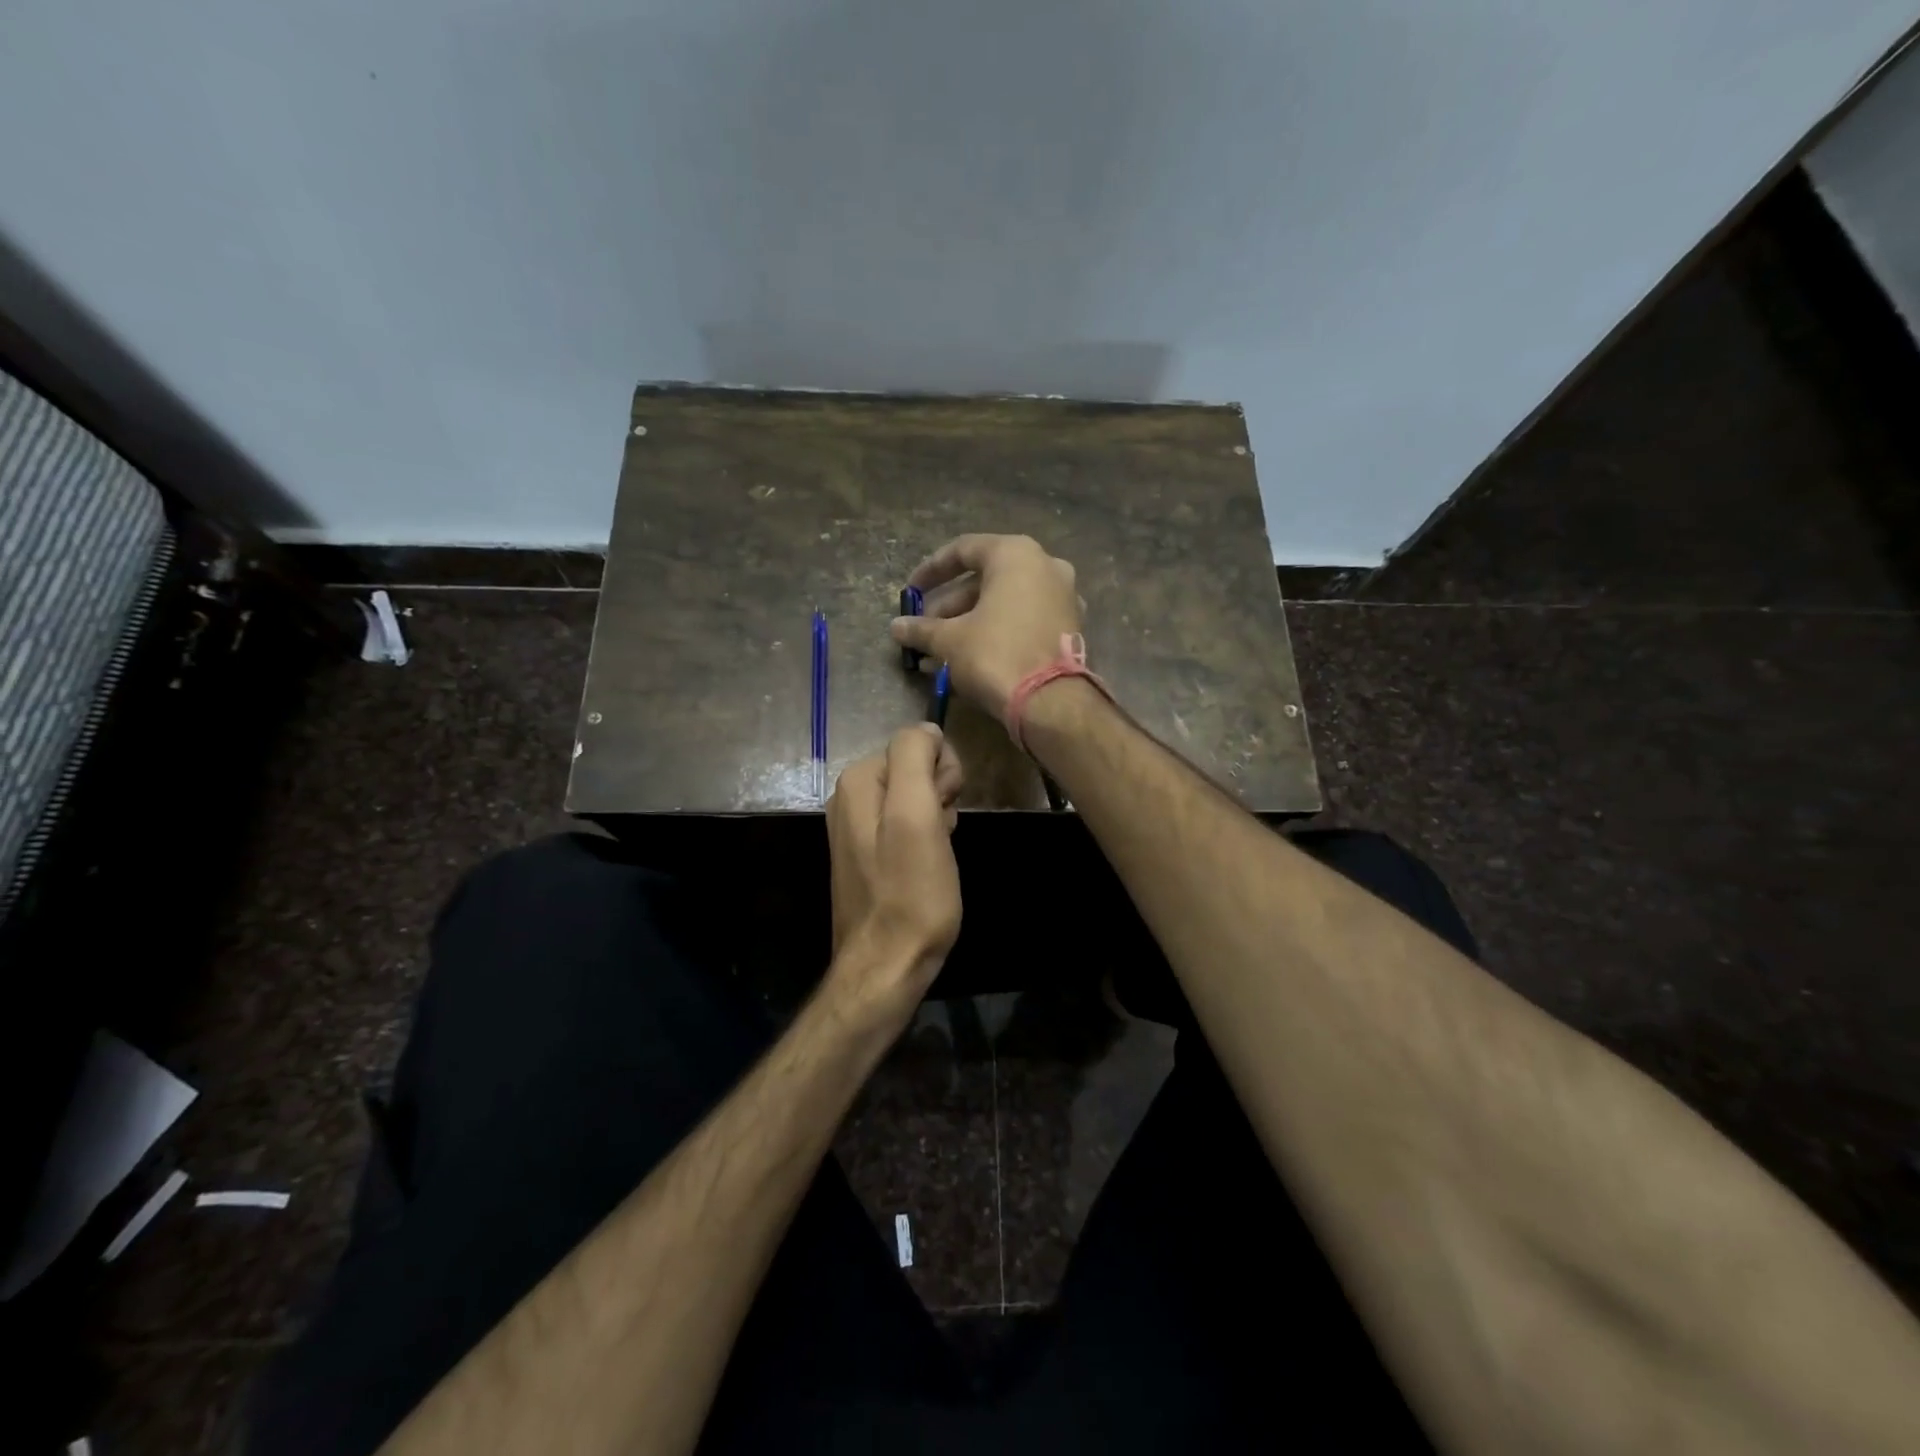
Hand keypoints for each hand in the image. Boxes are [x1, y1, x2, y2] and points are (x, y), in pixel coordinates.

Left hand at [826, 724, 964, 1010]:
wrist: (888, 964)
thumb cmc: (911, 892)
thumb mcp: (918, 816)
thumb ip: (916, 759)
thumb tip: (927, 729)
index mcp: (858, 781)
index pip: (917, 742)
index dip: (942, 774)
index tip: (943, 811)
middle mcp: (850, 797)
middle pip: (915, 769)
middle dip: (938, 796)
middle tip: (940, 836)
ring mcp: (856, 827)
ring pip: (916, 799)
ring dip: (936, 819)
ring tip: (934, 856)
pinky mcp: (868, 854)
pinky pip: (907, 826)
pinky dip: (926, 839)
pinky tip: (927, 867)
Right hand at [889, 534, 1081, 724]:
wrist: (1051, 702)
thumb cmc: (996, 655)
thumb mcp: (950, 641)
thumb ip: (922, 629)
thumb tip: (896, 628)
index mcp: (1015, 555)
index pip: (963, 550)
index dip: (931, 570)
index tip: (912, 592)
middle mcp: (1045, 566)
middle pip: (986, 579)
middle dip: (950, 605)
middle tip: (925, 628)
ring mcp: (1062, 596)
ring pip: (1005, 602)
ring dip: (970, 622)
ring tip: (939, 651)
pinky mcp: (1069, 627)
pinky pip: (1023, 620)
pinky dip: (997, 632)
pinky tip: (970, 658)